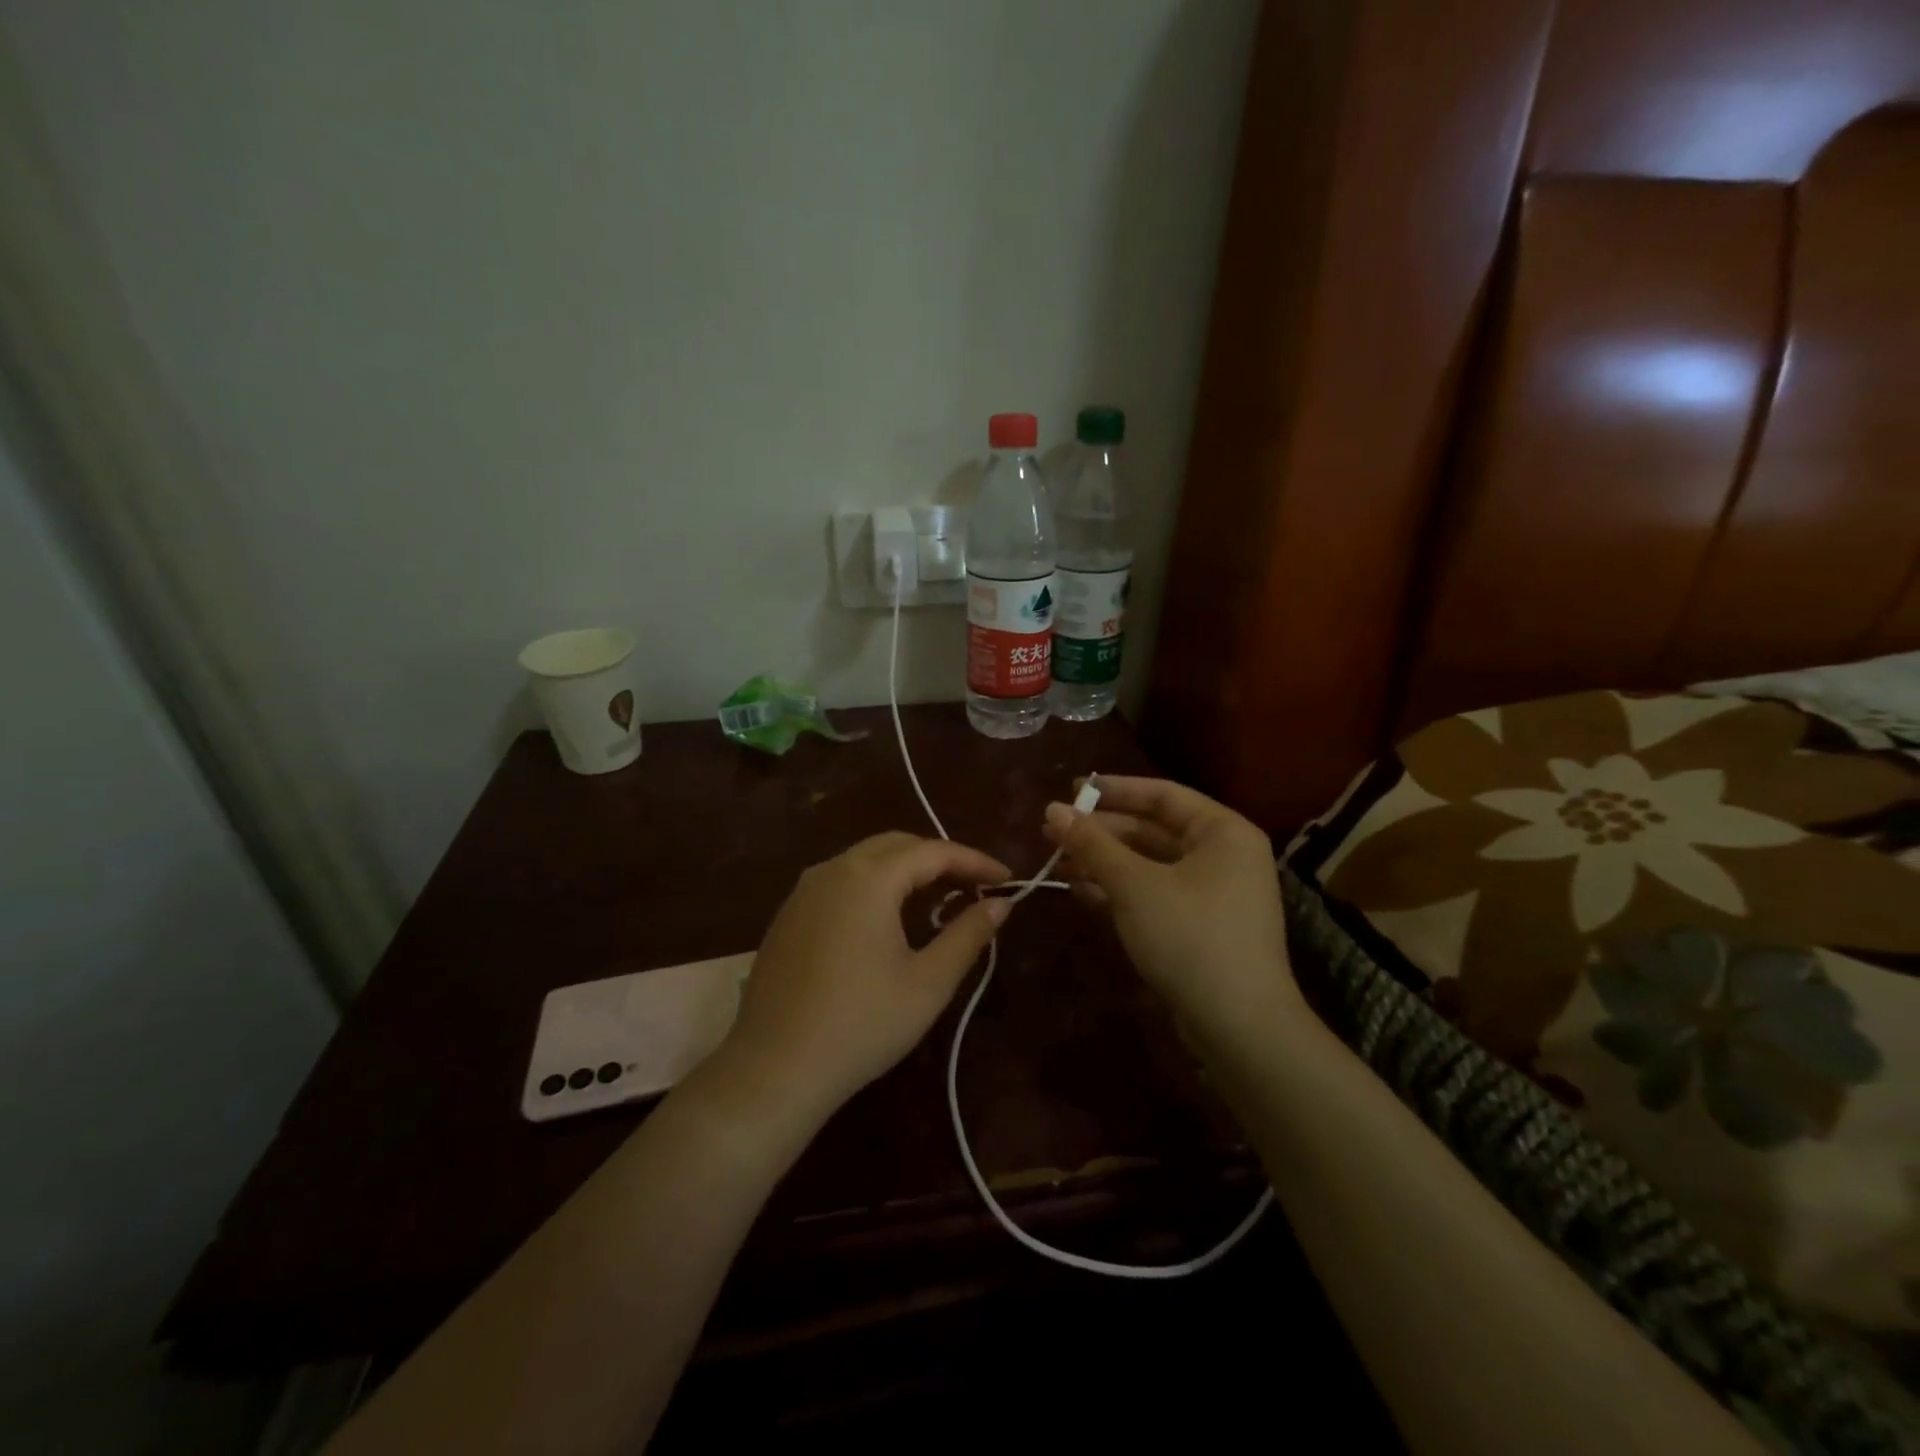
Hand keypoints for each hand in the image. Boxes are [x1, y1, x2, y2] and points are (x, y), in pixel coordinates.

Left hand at [716, 832, 1009, 1123]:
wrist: (775, 1068)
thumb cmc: (862, 1024)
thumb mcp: (928, 982)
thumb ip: (968, 934)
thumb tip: (1000, 904)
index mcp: (869, 878)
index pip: (934, 851)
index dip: (975, 862)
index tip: (1007, 879)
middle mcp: (833, 869)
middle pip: (897, 845)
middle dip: (940, 858)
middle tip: (975, 885)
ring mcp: (804, 890)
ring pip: (865, 860)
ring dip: (906, 869)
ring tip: (939, 897)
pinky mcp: (788, 914)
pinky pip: (841, 881)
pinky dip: (874, 885)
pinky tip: (888, 918)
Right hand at [1042, 776, 1300, 1032]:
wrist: (1238, 1026)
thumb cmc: (1190, 936)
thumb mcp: (1134, 885)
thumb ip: (1092, 844)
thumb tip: (1052, 809)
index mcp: (1222, 832)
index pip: (1162, 795)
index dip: (1114, 790)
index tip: (1070, 791)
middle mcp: (1223, 855)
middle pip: (1153, 830)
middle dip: (1102, 832)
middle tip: (1053, 831)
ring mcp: (1213, 894)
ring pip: (1149, 865)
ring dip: (1104, 862)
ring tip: (1057, 862)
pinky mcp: (1199, 927)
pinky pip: (1154, 894)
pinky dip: (1119, 890)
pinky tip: (1080, 891)